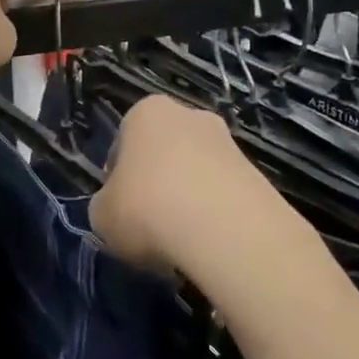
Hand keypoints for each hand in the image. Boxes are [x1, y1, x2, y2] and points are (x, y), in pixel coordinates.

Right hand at [90, 96, 257, 276]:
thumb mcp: (101, 215)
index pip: (122, 145)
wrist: (224, 229)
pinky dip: (214, 217)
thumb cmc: (147, 209)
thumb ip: (106, 205)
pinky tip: (207, 245)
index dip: (117, 180)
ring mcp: (228, 143)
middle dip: (157, 185)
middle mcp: (190, 116)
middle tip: (149, 225)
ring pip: (196, 175)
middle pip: (163, 154)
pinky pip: (223, 196)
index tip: (120, 209)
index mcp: (146, 113)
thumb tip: (119, 209)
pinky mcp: (257, 174)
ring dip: (187, 202)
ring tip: (180, 243)